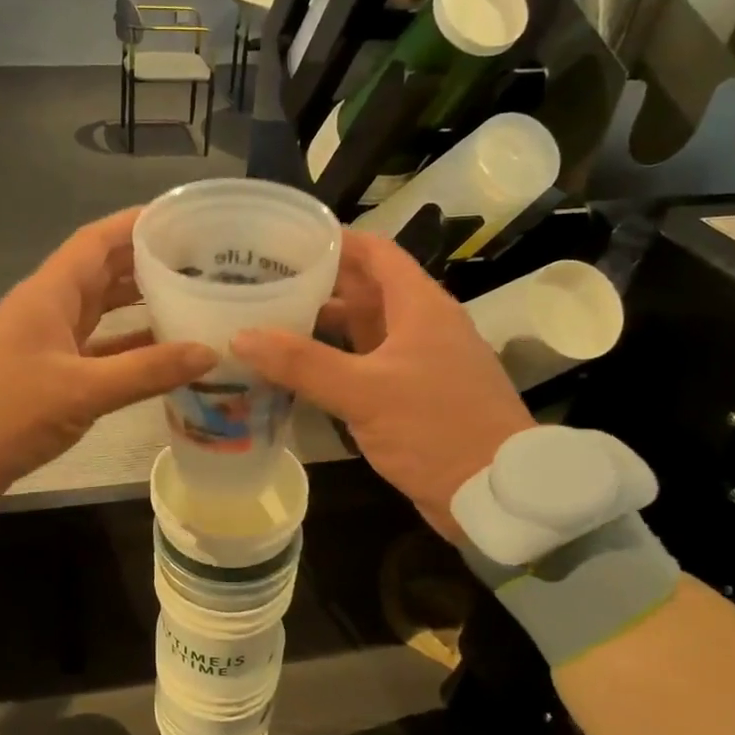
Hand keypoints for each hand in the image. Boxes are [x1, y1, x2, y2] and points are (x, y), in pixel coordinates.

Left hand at [0, 209, 215, 515]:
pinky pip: (95, 346)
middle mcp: (47, 307)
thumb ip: (147, 371)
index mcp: (48, 293)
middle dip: (148, 262)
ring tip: (190, 297)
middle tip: (201, 261)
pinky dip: (126, 345)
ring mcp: (45, 340)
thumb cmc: (8, 413)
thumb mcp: (83, 391)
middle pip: (102, 271)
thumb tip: (210, 352)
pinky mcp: (47, 371)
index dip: (137, 224)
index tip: (183, 219)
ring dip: (139, 303)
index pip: (97, 240)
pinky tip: (161, 352)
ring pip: (99, 309)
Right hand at [230, 231, 532, 539]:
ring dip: (320, 326)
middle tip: (261, 283)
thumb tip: (240, 336)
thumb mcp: (364, 392)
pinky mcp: (410, 397)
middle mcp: (420, 325)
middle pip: (363, 289)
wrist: (495, 494)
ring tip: (267, 322)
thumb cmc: (436, 428)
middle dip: (316, 283)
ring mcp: (416, 362)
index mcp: (419, 306)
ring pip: (361, 331)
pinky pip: (363, 366)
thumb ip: (301, 363)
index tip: (283, 239)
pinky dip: (331, 363)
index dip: (332, 240)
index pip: (374, 252)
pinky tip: (295, 373)